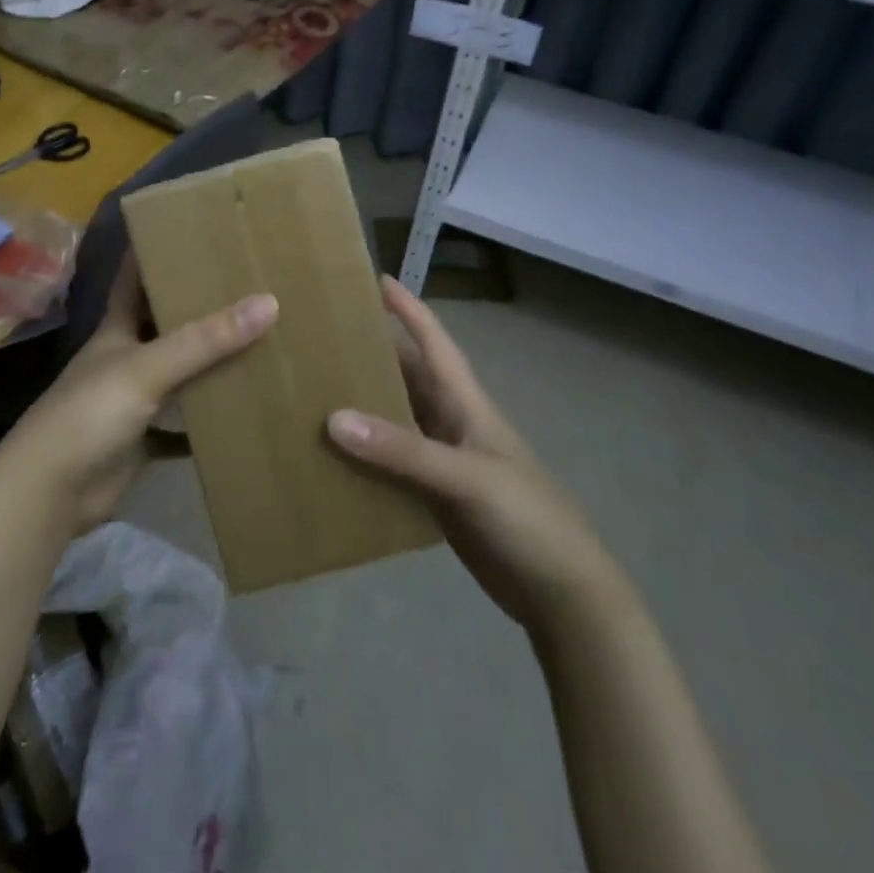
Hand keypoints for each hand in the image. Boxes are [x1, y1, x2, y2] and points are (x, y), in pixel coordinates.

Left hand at [0, 254, 277, 532]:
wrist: (50, 492)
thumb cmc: (90, 413)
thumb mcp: (148, 368)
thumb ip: (205, 340)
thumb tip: (268, 302)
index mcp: (117, 329)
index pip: (134, 278)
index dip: (155, 253)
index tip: (191, 231)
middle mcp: (125, 358)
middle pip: (164, 325)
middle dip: (198, 308)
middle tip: (247, 286)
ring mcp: (133, 401)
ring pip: (178, 374)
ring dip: (209, 364)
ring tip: (257, 341)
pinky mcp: (142, 440)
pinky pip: (183, 426)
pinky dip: (207, 422)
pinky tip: (242, 412)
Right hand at [327, 278, 615, 634]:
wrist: (561, 593)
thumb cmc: (526, 518)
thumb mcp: (466, 477)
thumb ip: (402, 450)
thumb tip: (333, 419)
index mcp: (465, 403)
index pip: (434, 341)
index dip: (408, 308)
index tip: (375, 278)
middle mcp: (450, 423)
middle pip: (406, 377)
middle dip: (370, 354)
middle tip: (320, 339)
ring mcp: (442, 461)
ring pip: (394, 420)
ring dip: (362, 406)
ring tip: (312, 393)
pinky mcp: (435, 497)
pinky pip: (390, 464)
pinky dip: (364, 457)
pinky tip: (331, 459)